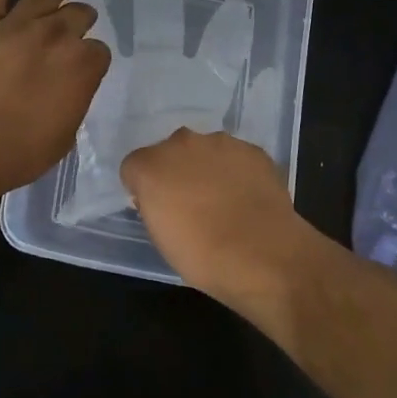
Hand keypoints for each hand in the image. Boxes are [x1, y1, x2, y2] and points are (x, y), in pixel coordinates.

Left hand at [0, 0, 111, 202]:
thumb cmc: (16, 154)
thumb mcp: (64, 136)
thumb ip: (74, 101)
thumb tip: (71, 86)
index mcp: (81, 67)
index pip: (98, 51)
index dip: (92, 58)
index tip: (87, 66)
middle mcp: (54, 37)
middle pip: (77, 15)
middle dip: (82, 19)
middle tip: (79, 23)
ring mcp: (16, 25)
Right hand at [121, 128, 303, 296]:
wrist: (262, 254)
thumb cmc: (201, 255)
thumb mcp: (161, 237)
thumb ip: (154, 207)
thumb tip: (161, 199)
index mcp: (151, 166)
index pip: (134, 167)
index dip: (143, 187)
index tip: (156, 207)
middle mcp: (182, 143)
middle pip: (170, 152)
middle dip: (176, 171)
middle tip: (189, 202)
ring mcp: (220, 142)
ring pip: (205, 151)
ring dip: (207, 168)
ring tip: (224, 201)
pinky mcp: (252, 150)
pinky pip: (236, 157)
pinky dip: (237, 172)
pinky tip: (247, 198)